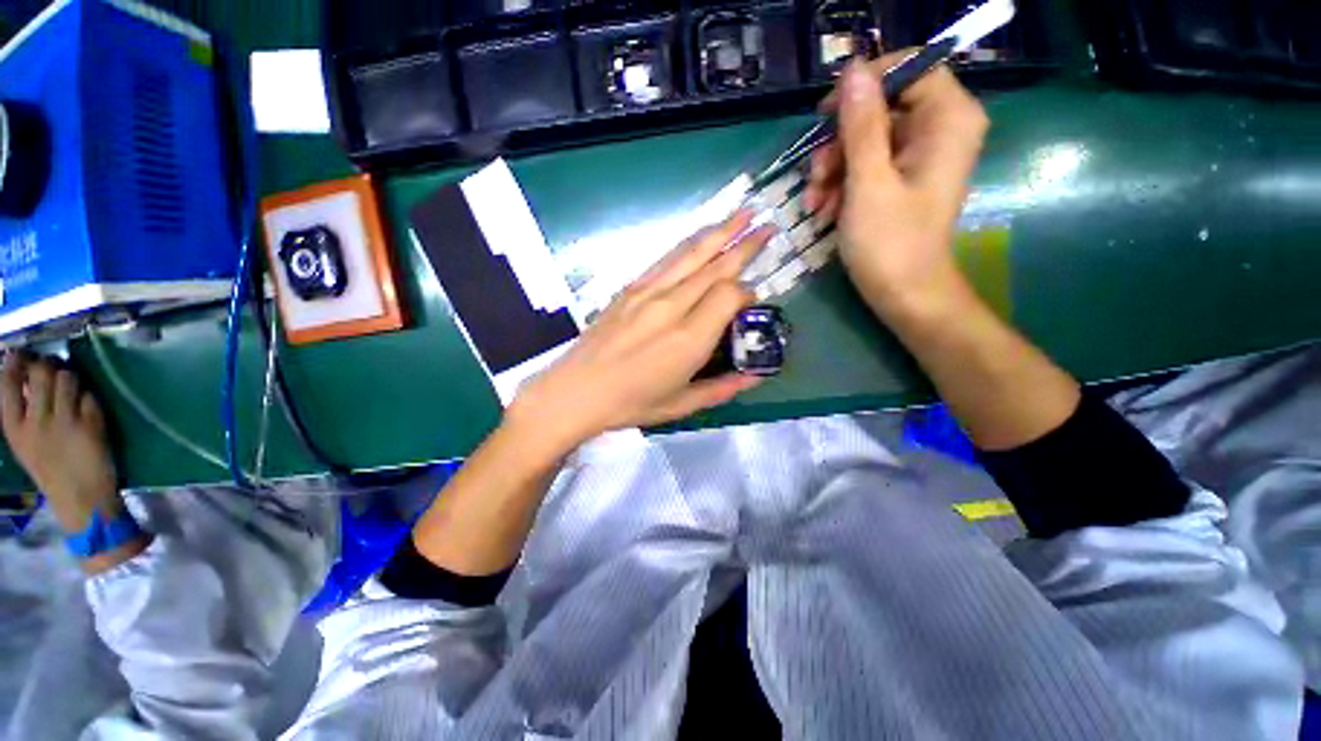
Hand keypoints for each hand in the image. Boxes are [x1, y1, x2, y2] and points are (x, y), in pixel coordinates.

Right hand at [1, 353, 120, 533]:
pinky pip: (88, 395)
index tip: (19, 354)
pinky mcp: (91, 424)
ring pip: (67, 377)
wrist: (81, 500)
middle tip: (52, 367)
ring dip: (70, 375)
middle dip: (48, 364)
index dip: (14, 363)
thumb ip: (23, 413)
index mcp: (15, 428)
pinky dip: (88, 395)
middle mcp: (37, 421)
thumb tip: (24, 378)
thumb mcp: (25, 443)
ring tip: (71, 385)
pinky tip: (86, 403)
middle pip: (41, 373)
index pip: (7, 385)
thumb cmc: (52, 470)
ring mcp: (65, 421)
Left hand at [507, 211, 773, 454]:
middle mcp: (671, 307)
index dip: (747, 292)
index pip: (729, 295)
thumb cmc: (630, 404)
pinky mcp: (629, 289)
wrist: (575, 391)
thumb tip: (755, 377)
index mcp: (688, 339)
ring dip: (718, 231)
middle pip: (714, 266)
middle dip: (744, 243)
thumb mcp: (681, 406)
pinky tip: (699, 237)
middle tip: (768, 224)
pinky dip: (687, 244)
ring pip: (690, 254)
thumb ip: (722, 389)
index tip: (753, 301)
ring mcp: (646, 293)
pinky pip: (665, 260)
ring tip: (742, 213)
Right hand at [805, 55, 989, 321]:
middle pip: (882, 108)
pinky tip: (824, 212)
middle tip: (814, 175)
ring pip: (867, 140)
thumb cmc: (890, 242)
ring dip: (833, 170)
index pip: (911, 68)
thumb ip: (861, 125)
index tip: (826, 113)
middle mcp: (939, 130)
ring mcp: (919, 157)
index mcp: (948, 120)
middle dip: (840, 142)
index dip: (866, 85)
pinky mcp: (902, 180)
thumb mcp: (869, 182)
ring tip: (815, 205)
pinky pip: (868, 165)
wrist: (904, 294)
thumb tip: (853, 69)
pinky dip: (842, 185)